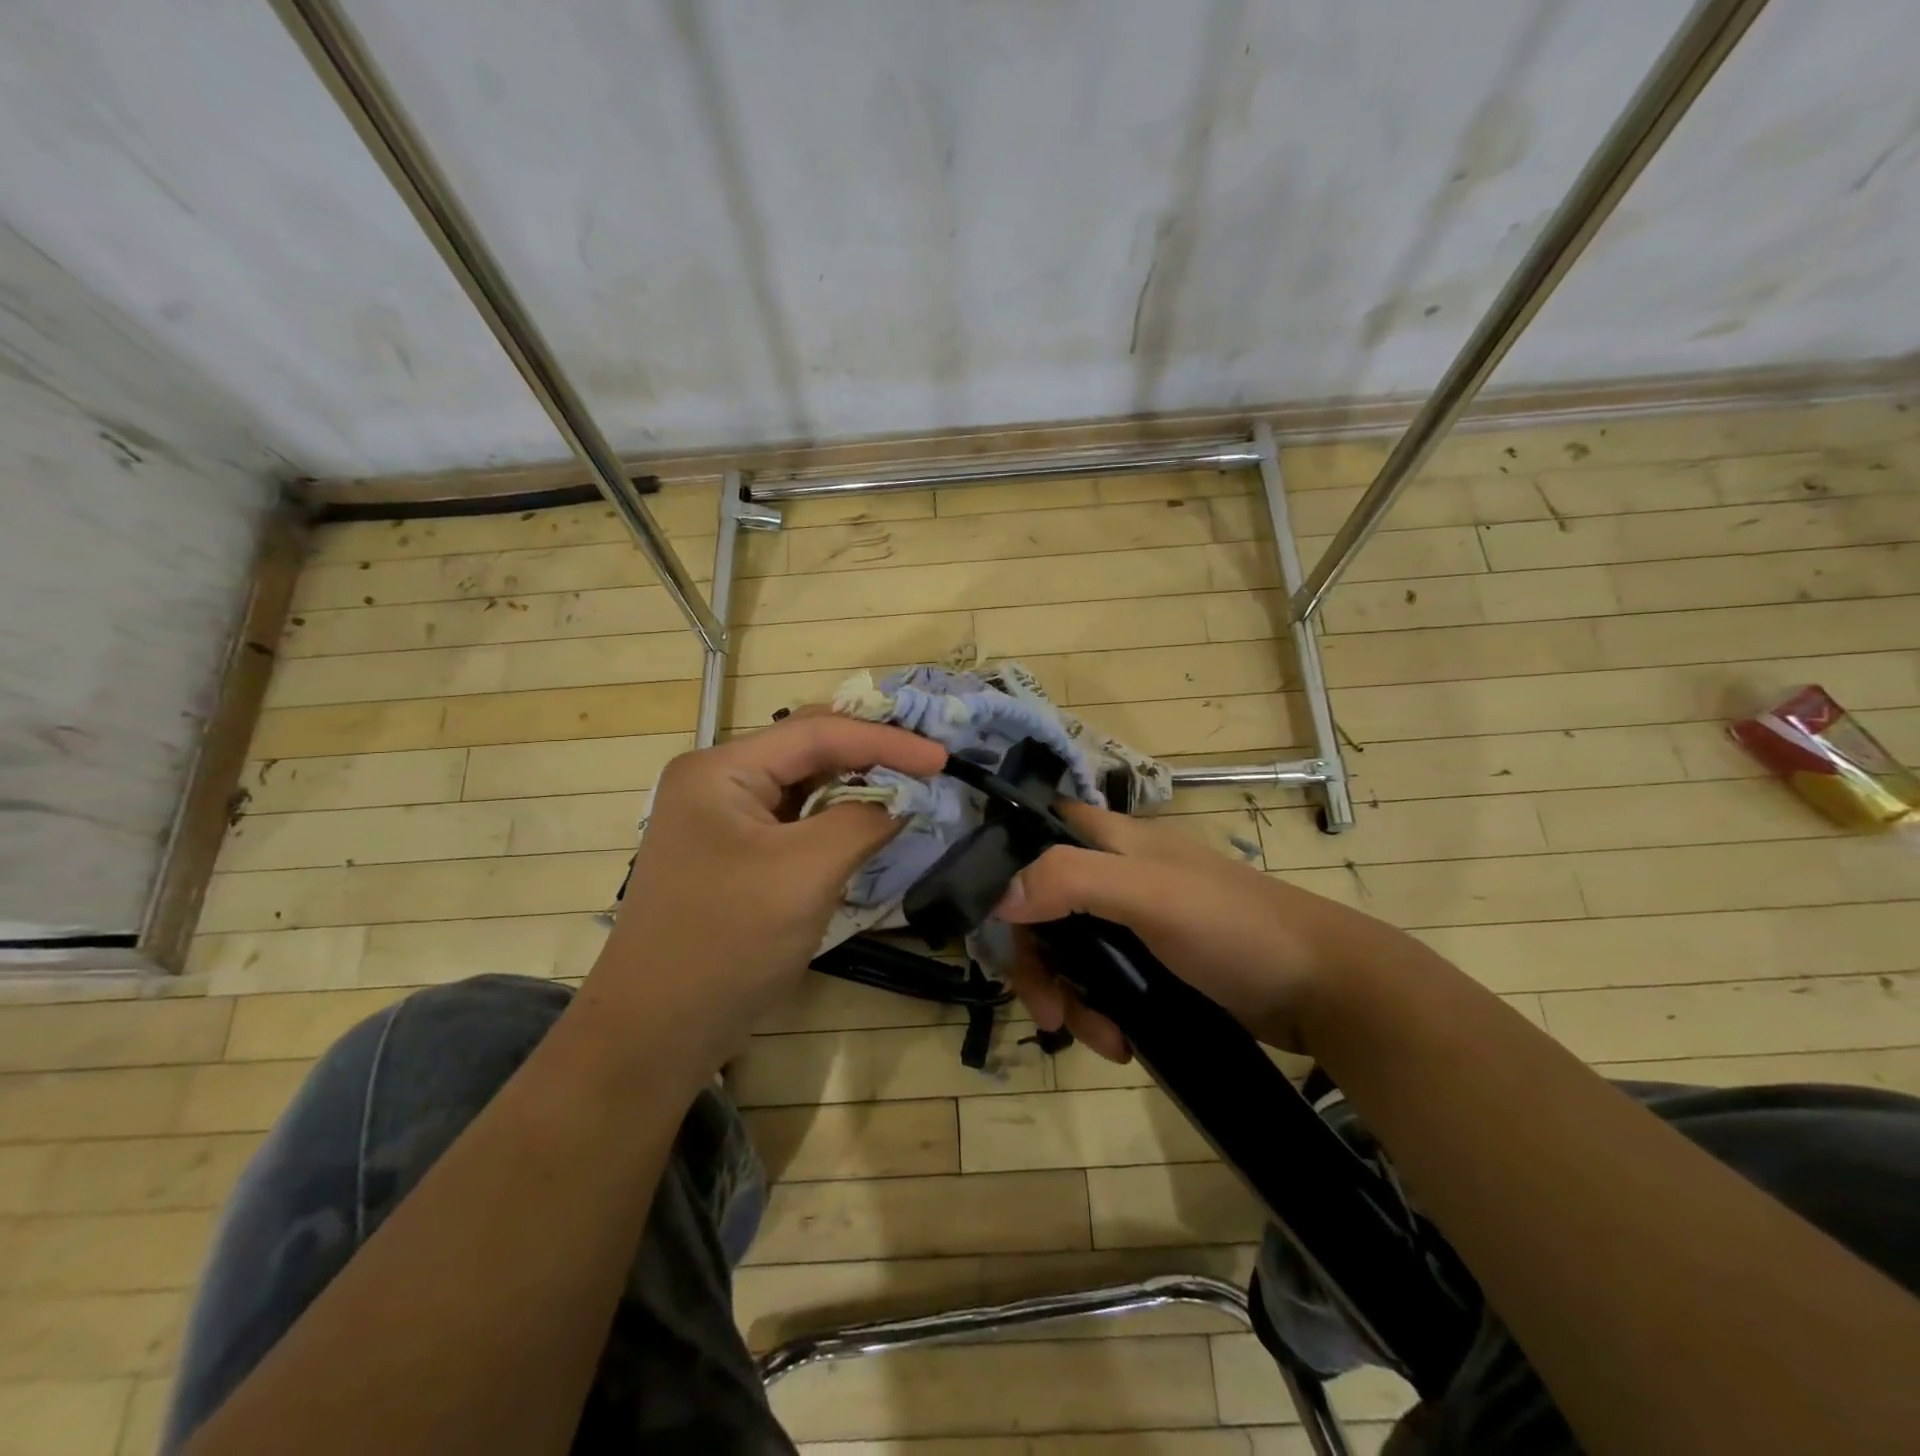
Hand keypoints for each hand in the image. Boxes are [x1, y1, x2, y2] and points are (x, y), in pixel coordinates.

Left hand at [588, 714, 945, 1076]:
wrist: (656, 1032)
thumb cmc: (727, 943)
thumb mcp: (805, 874)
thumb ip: (862, 823)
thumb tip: (903, 801)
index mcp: (721, 769)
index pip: (817, 732)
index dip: (885, 741)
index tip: (941, 758)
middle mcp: (717, 780)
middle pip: (807, 747)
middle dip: (870, 753)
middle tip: (926, 764)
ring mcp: (723, 817)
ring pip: (803, 783)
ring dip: (855, 785)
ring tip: (908, 787)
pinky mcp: (734, 852)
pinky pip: (795, 819)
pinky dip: (836, 817)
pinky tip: (868, 823)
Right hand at [997, 802, 1367, 1056]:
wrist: (1324, 990)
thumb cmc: (1235, 928)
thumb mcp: (1152, 896)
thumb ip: (1073, 881)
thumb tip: (999, 897)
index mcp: (1114, 841)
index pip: (1040, 831)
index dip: (1009, 864)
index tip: (996, 918)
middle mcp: (1117, 876)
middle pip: (1045, 907)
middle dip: (1038, 961)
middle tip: (1045, 1009)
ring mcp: (1135, 924)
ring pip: (1071, 953)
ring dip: (1070, 999)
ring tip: (1099, 1040)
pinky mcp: (1153, 966)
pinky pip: (1102, 985)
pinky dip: (1099, 1015)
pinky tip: (1120, 1044)